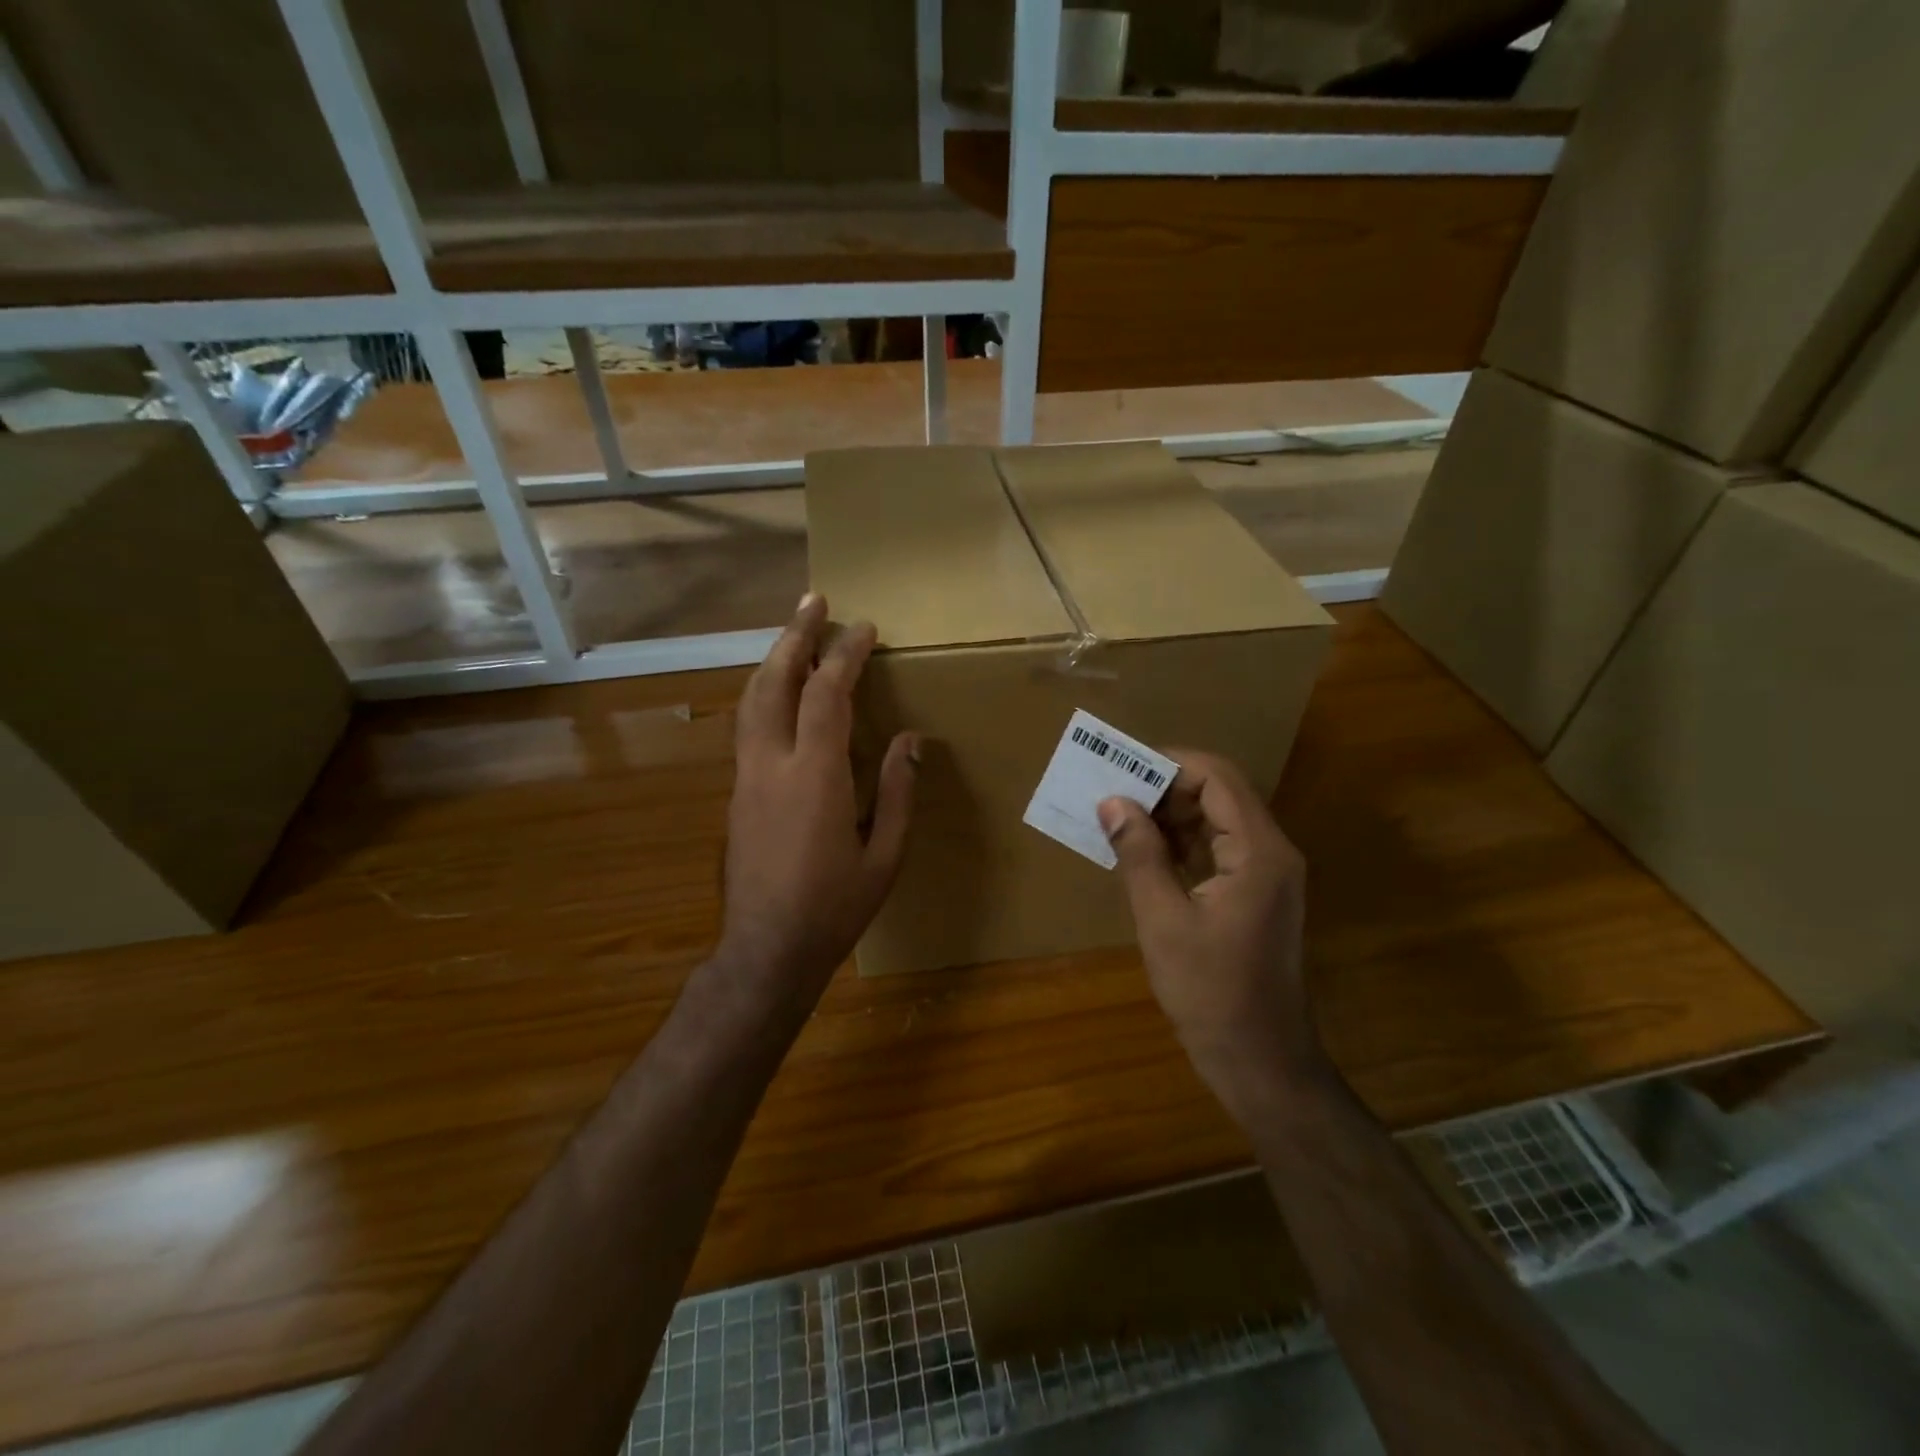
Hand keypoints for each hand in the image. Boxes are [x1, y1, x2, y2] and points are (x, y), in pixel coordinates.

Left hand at [719, 594, 917, 1013]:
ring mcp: (746, 777)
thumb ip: (899, 791)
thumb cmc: (835, 907)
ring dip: (772, 660)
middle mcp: (772, 764)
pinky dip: (763, 693)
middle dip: (795, 636)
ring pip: (750, 700)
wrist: (766, 950)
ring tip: (793, 634)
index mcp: (815, 775)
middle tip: (813, 601)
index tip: (864, 628)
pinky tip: (778, 692)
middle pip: (774, 682)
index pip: (827, 694)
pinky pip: (747, 725)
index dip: (844, 654)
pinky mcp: (736, 793)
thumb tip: (910, 739)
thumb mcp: (885, 855)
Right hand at [1097, 752, 1326, 1109]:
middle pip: (1220, 793)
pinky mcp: (1256, 896)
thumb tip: (1113, 801)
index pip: (1217, 777)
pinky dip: (1183, 842)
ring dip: (1171, 815)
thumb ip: (1140, 854)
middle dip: (1165, 787)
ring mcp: (1268, 875)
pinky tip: (1145, 854)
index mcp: (1258, 851)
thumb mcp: (1164, 920)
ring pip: (1218, 820)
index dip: (1169, 764)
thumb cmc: (1210, 992)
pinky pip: (1220, 849)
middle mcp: (1272, 852)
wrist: (1261, 1061)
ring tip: (1121, 820)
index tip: (1121, 769)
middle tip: (1113, 795)